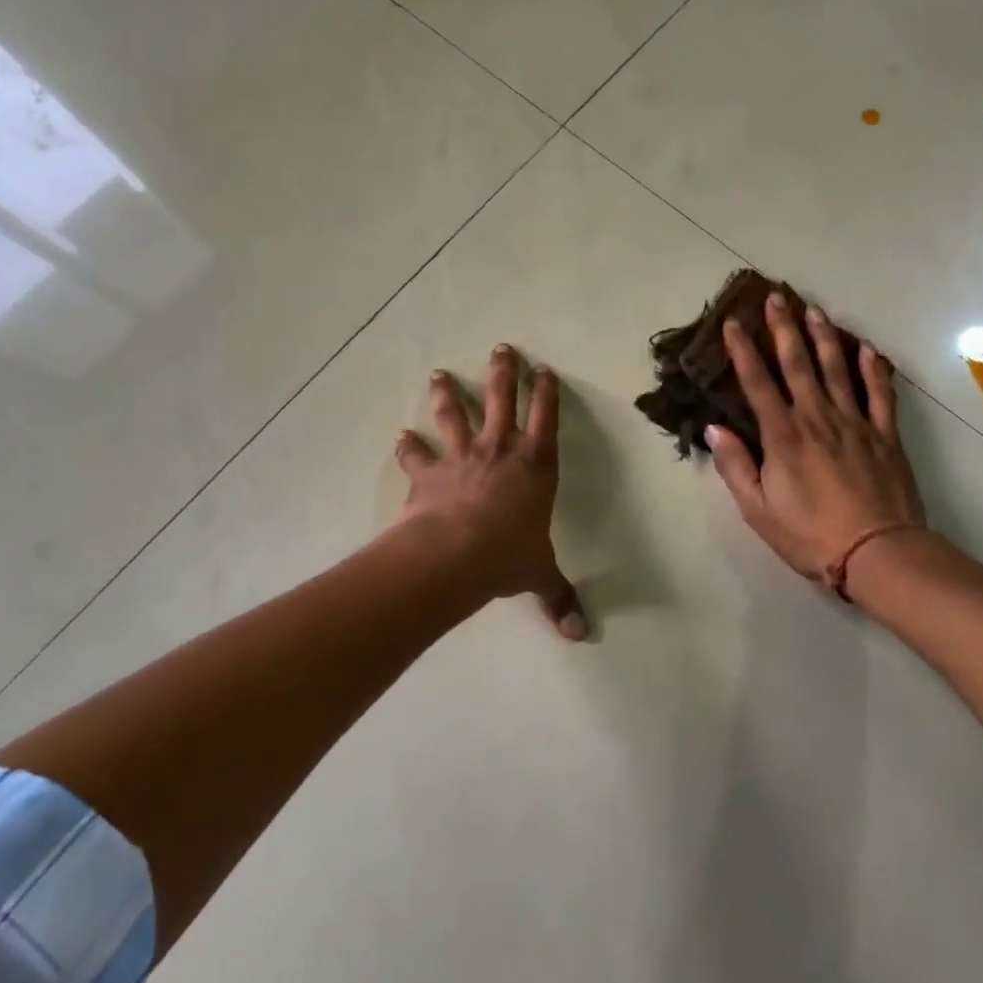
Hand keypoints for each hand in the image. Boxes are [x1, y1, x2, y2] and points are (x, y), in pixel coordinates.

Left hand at [396, 345, 586, 639]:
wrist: (456, 554)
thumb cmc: (508, 555)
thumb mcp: (539, 575)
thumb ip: (559, 598)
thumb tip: (580, 635)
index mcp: (536, 466)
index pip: (546, 419)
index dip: (547, 393)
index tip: (545, 369)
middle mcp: (500, 451)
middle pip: (503, 401)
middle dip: (503, 373)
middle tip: (501, 348)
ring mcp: (462, 458)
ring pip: (457, 416)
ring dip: (448, 394)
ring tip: (439, 374)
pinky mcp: (430, 474)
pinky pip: (418, 455)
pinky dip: (409, 447)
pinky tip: (401, 436)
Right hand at [708, 294, 926, 583]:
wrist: (877, 552)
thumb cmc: (809, 535)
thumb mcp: (758, 510)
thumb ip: (736, 466)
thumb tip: (716, 429)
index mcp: (783, 436)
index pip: (757, 382)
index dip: (743, 350)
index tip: (734, 322)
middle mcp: (817, 418)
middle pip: (798, 363)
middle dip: (784, 328)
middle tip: (777, 297)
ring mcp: (855, 423)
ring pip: (838, 369)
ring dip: (825, 337)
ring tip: (816, 310)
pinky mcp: (885, 435)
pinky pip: (880, 394)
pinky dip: (873, 369)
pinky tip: (867, 349)